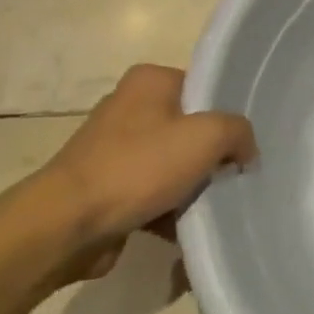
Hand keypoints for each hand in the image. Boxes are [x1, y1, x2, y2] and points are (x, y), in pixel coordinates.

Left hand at [29, 64, 256, 282]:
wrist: (67, 224)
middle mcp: (129, 106)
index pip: (203, 88)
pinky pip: (150, 194)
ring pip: (171, 164)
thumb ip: (238, 132)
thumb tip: (245, 150)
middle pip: (189, 129)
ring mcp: (113, 148)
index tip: (245, 145)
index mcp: (150, 81)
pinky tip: (188, 232)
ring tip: (216, 209)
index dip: (227, 115)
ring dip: (191, 189)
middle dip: (211, 157)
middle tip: (235, 178)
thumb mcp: (206, 137)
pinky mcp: (105, 187)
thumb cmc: (138, 167)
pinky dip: (168, 212)